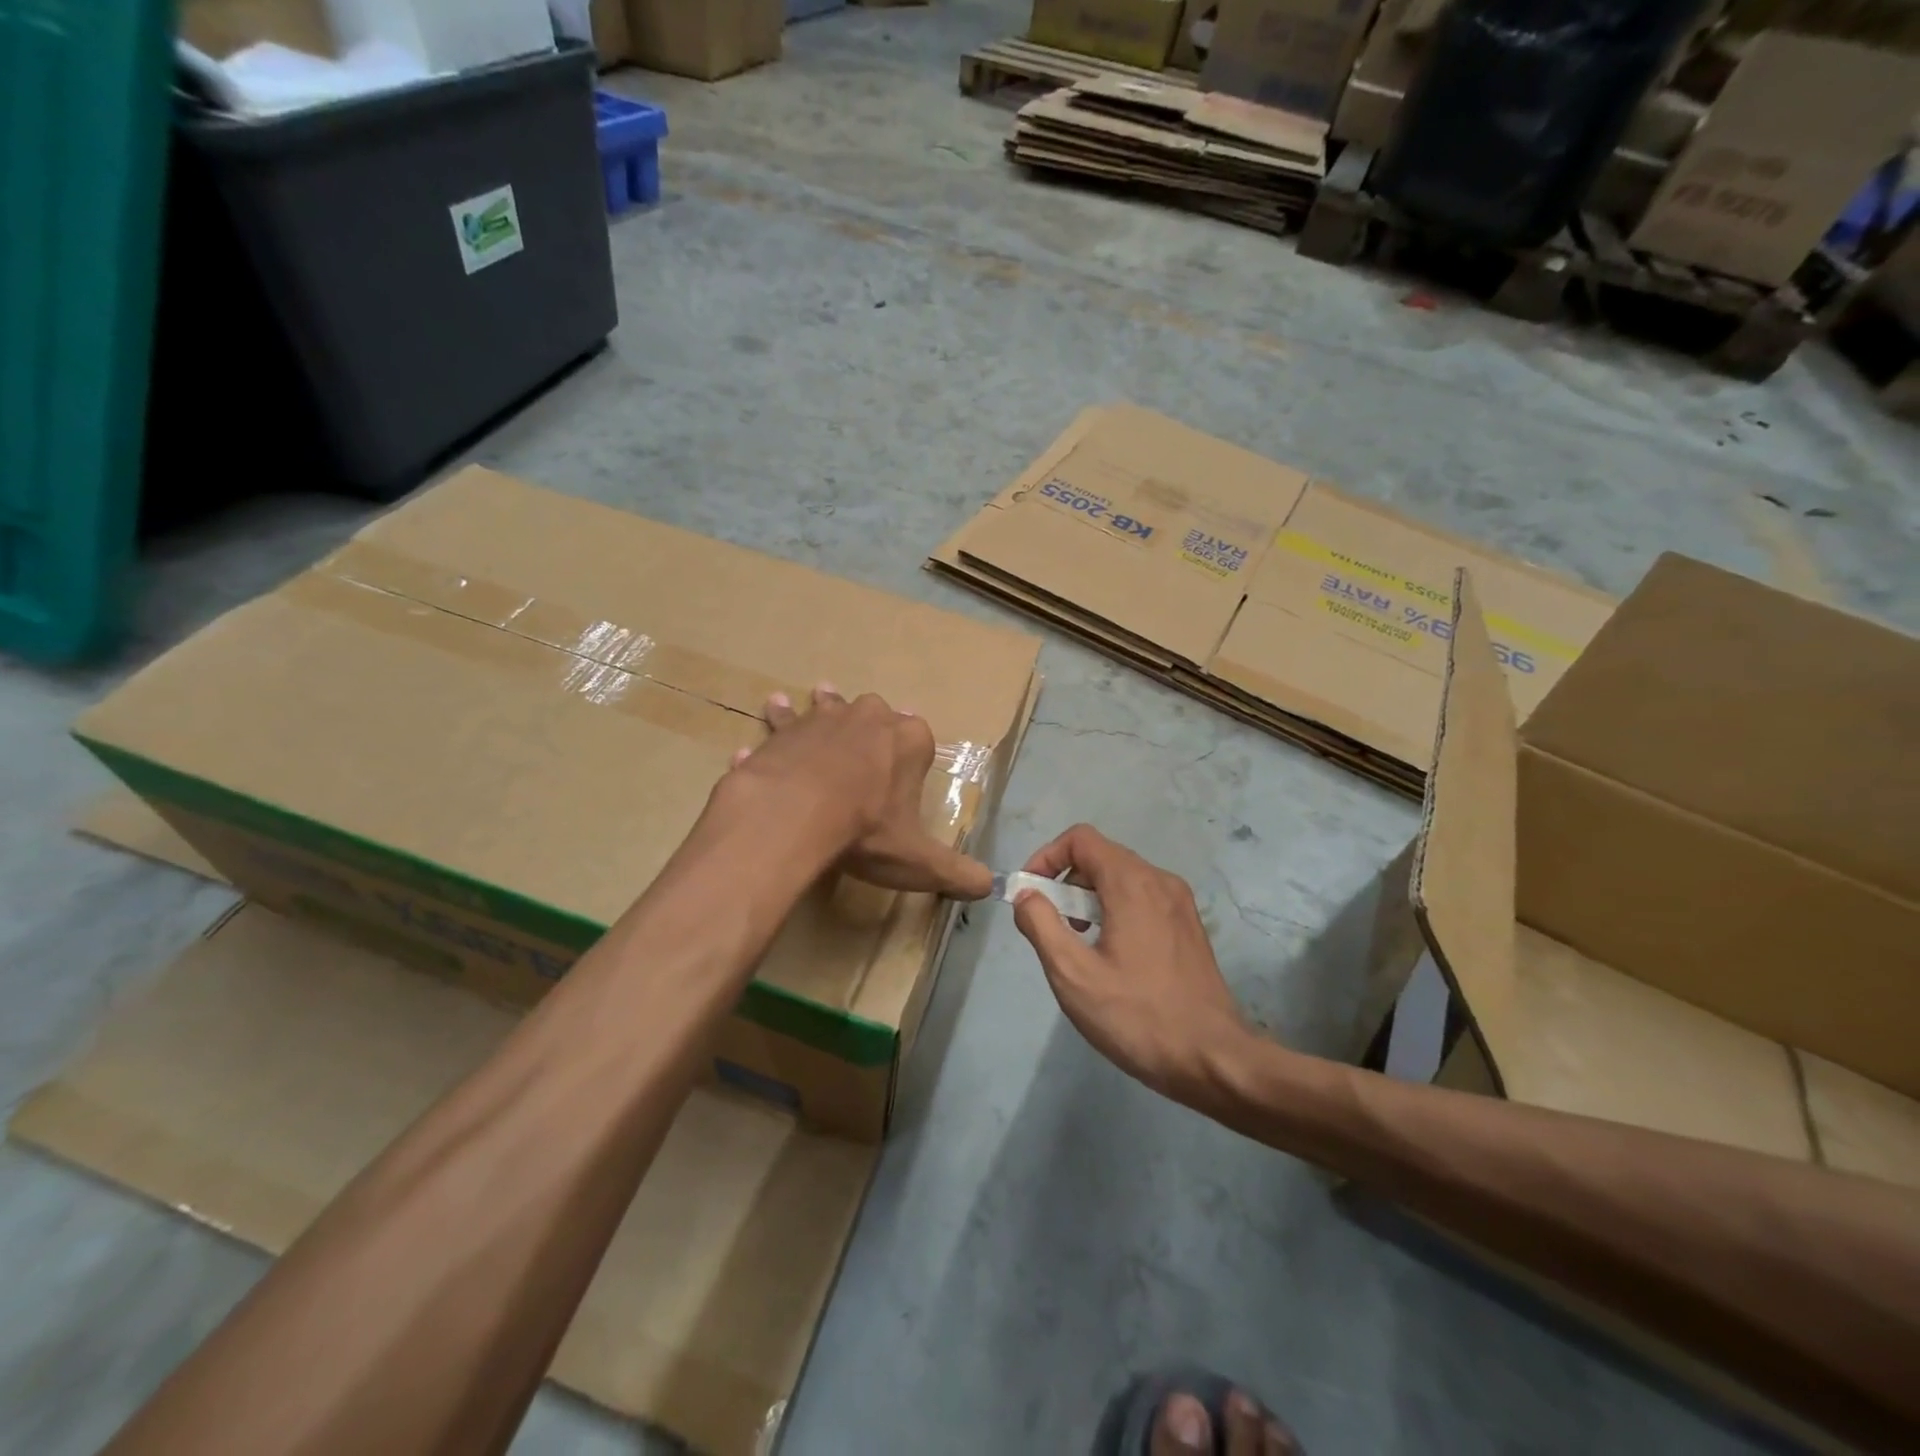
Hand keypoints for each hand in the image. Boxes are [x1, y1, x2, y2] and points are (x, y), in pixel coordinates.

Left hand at [725, 684, 992, 899]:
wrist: (795, 815)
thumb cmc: (866, 831)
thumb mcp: (918, 860)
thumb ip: (955, 872)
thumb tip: (989, 886)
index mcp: (910, 740)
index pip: (921, 739)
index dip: (913, 757)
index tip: (903, 774)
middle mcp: (870, 717)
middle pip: (875, 713)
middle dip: (871, 726)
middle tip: (862, 746)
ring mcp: (824, 719)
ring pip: (824, 707)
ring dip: (819, 710)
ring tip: (804, 708)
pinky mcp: (784, 731)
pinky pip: (778, 729)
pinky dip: (771, 735)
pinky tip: (750, 748)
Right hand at [1013, 824, 1246, 1101]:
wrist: (1214, 1059)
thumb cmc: (1137, 1016)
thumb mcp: (1073, 975)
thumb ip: (1041, 925)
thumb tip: (1026, 894)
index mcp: (1132, 883)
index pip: (1080, 839)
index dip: (1046, 857)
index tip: (1030, 894)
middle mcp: (1160, 881)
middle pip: (1101, 856)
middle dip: (1066, 881)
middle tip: (1051, 926)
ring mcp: (1179, 903)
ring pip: (1122, 878)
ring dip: (1089, 897)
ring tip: (1077, 943)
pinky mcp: (1188, 926)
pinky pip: (1142, 898)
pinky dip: (1115, 909)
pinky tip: (1110, 955)